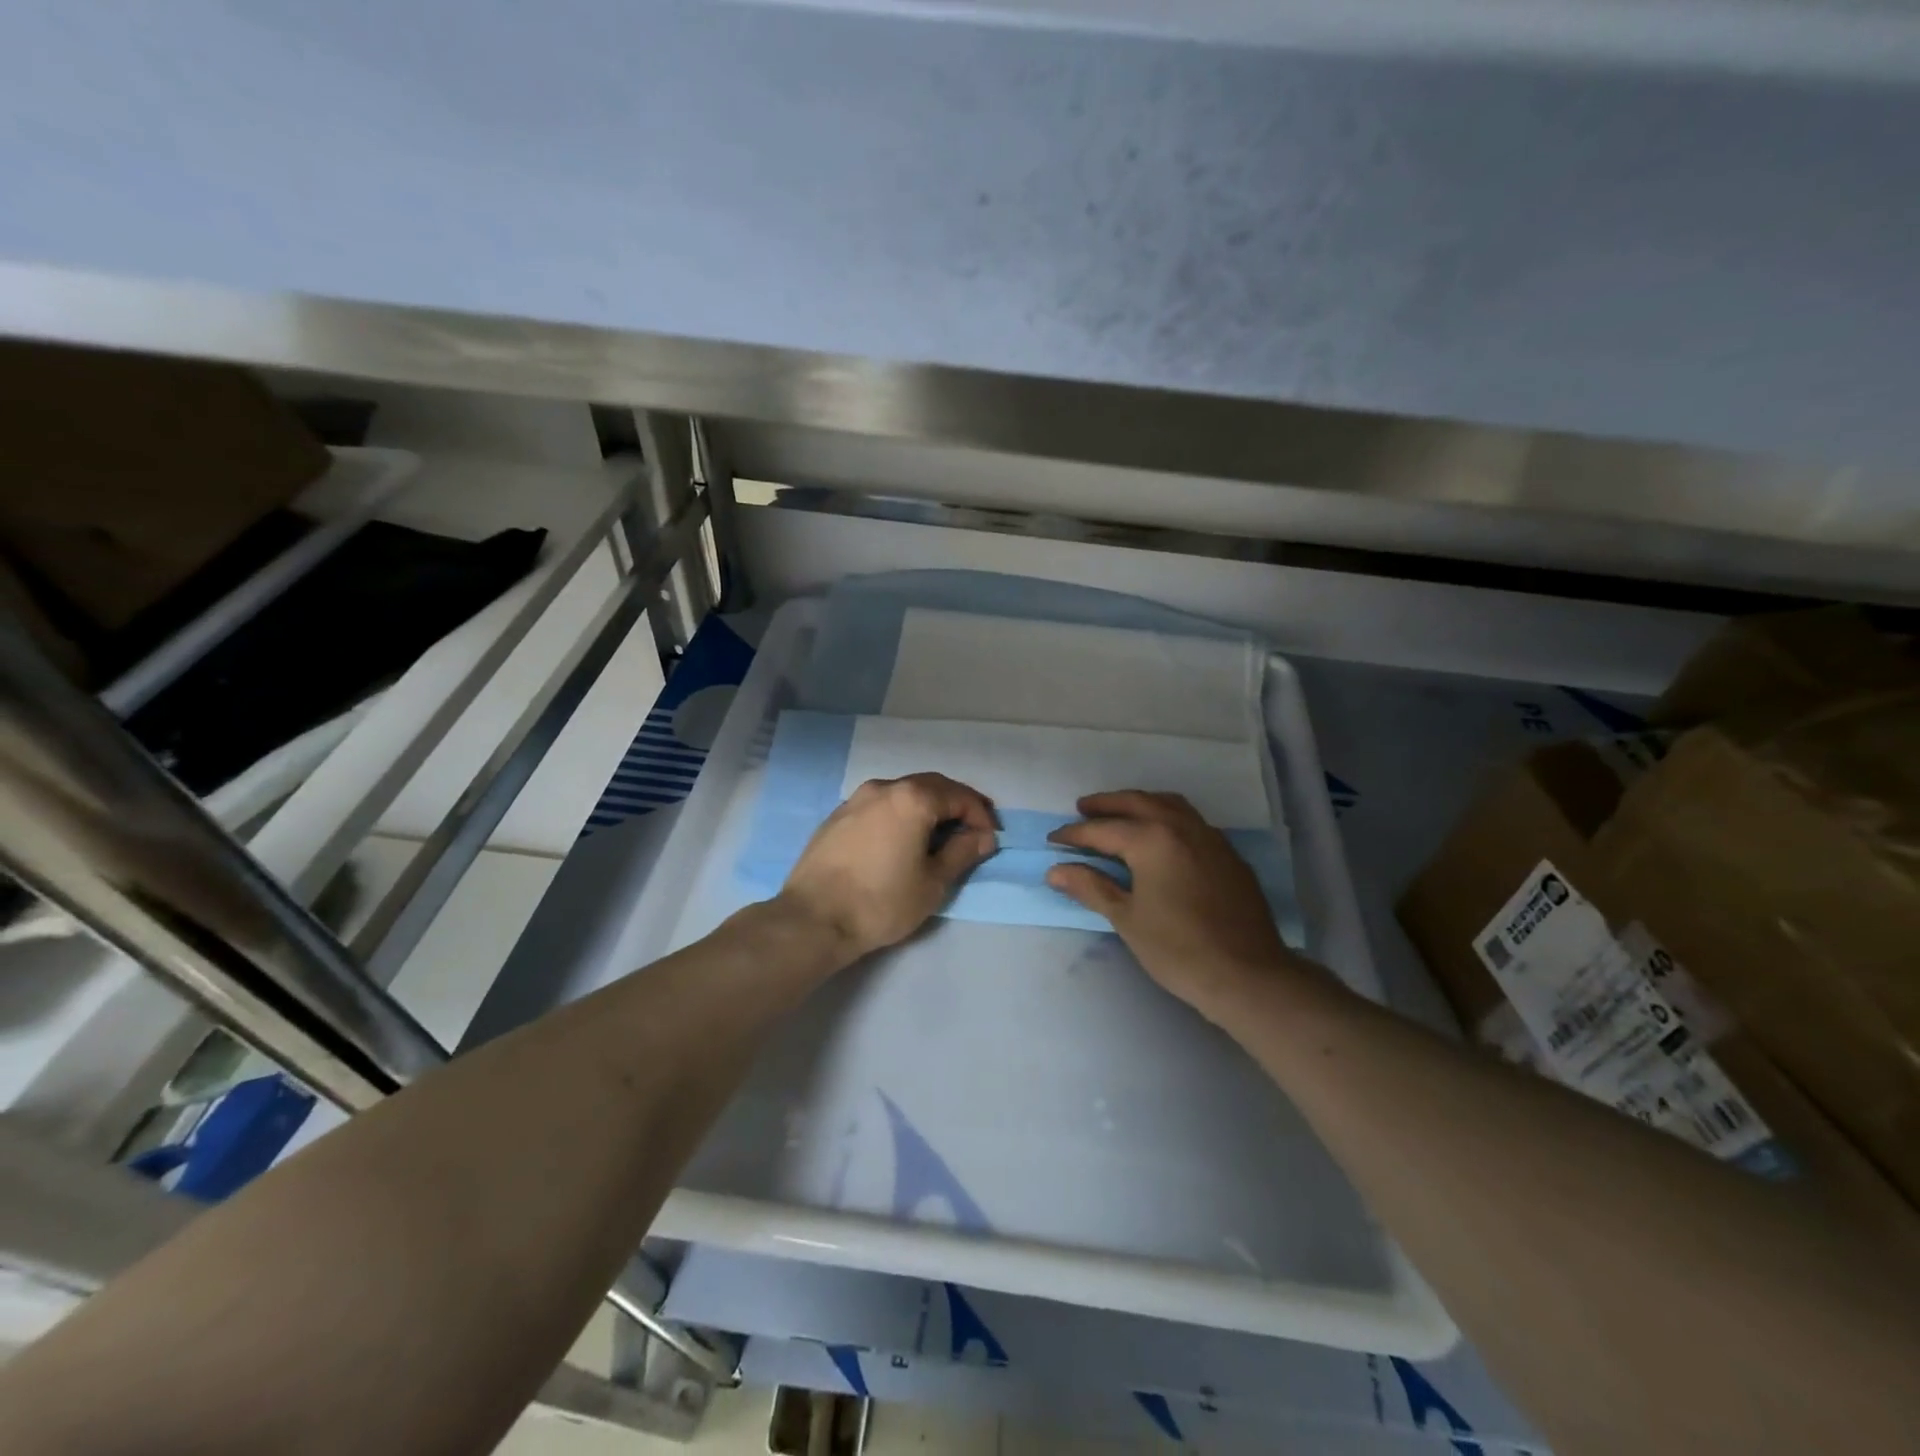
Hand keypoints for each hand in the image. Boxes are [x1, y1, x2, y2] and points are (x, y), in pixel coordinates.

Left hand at [777, 773, 997, 962]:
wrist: (813, 919)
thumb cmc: (881, 902)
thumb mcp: (932, 883)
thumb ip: (962, 853)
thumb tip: (983, 837)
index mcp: (912, 798)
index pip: (958, 796)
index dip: (980, 815)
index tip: (990, 840)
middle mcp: (884, 787)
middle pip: (931, 786)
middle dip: (956, 805)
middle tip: (972, 830)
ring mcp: (856, 799)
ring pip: (902, 793)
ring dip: (927, 808)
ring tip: (938, 835)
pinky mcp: (837, 816)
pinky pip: (880, 805)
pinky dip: (900, 814)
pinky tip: (902, 839)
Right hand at [1046, 790, 1298, 1017]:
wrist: (1247, 974)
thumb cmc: (1178, 949)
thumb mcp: (1126, 919)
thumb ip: (1091, 887)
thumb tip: (1056, 871)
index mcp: (1152, 839)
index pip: (1103, 829)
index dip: (1074, 835)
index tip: (1053, 840)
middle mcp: (1181, 826)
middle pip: (1137, 802)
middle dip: (1106, 804)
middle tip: (1082, 809)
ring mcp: (1210, 837)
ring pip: (1169, 804)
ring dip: (1140, 803)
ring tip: (1121, 814)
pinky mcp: (1228, 854)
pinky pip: (1191, 821)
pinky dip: (1167, 817)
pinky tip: (1161, 837)